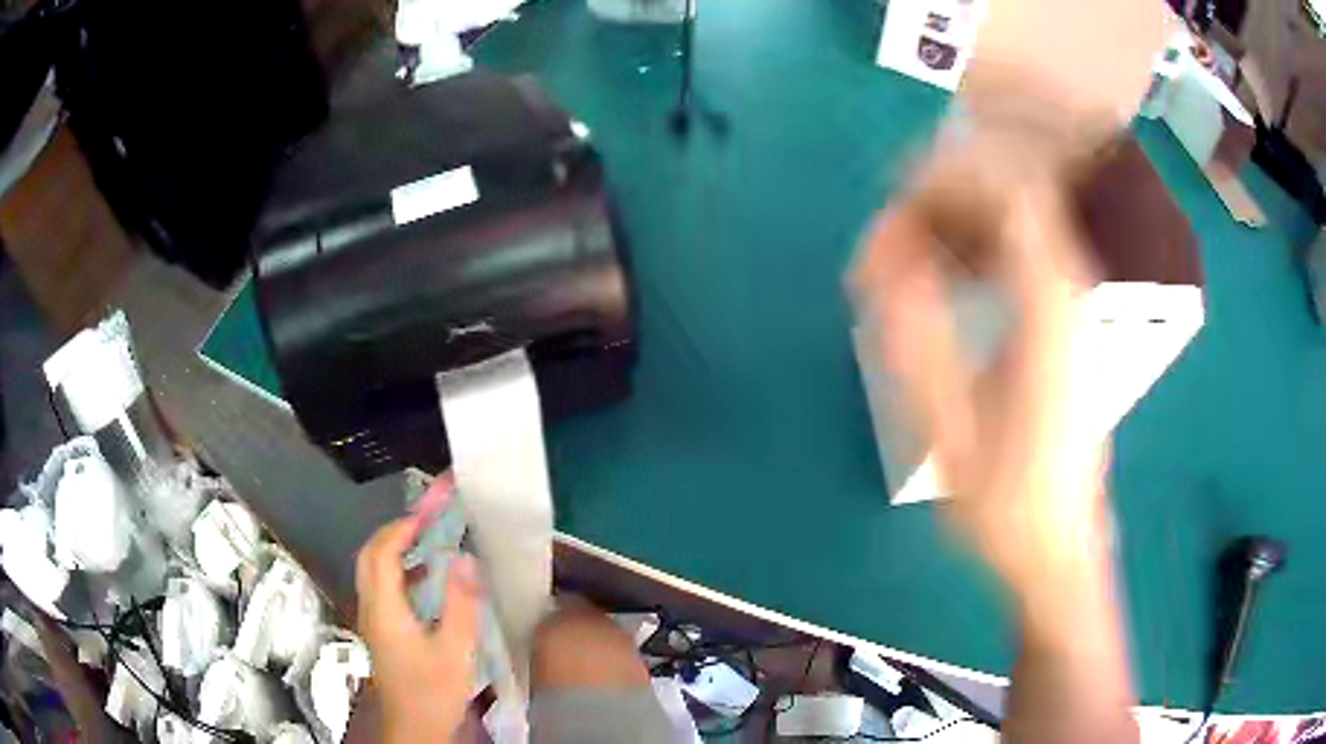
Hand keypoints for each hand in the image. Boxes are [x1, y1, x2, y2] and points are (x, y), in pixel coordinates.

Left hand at [356, 483, 482, 743]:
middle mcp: (371, 608)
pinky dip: (399, 572)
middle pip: (369, 557)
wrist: (415, 727)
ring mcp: (373, 620)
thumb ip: (460, 603)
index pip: (381, 553)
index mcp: (385, 609)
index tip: (430, 514)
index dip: (402, 528)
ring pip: (373, 572)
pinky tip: (427, 582)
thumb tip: (464, 557)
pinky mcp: (381, 631)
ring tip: (429, 543)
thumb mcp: (455, 650)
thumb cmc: (434, 691)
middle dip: (394, 533)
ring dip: (395, 550)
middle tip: (426, 523)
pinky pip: (382, 588)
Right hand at [853, 153, 1108, 604]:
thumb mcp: (952, 438)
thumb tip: (886, 268)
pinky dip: (974, 248)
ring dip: (955, 224)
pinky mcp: (1064, 325)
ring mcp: (1071, 307)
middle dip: (942, 201)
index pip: (1008, 196)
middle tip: (887, 247)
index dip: (948, 183)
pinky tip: (942, 278)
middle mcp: (1069, 294)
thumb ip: (920, 345)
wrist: (1058, 550)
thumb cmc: (1007, 509)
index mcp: (1050, 313)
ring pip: (1014, 223)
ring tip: (901, 259)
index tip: (894, 206)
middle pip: (1009, 198)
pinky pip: (1019, 253)